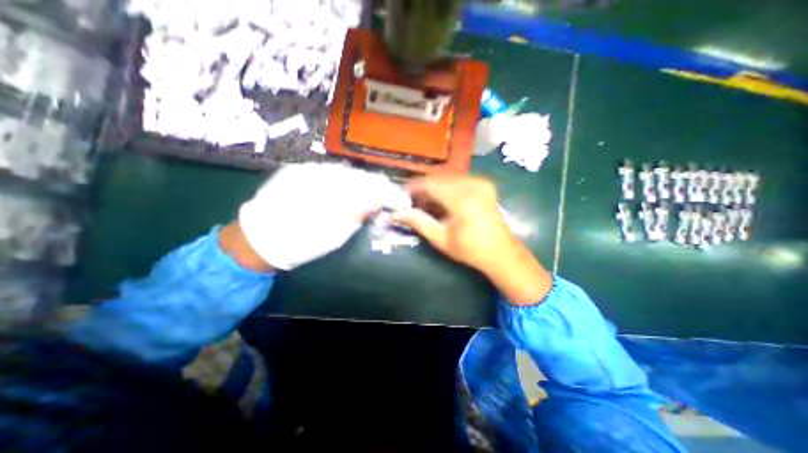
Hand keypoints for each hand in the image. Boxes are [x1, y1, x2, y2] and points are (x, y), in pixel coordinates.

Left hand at [234, 161, 409, 268]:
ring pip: (348, 171)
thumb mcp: (336, 235)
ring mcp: (311, 170)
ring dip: (363, 181)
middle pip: (363, 177)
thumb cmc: (302, 243)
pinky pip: (331, 169)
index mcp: (337, 198)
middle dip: (379, 186)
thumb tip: (376, 204)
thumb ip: (358, 215)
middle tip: (388, 195)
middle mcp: (326, 178)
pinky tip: (346, 185)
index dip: (390, 195)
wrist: (260, 236)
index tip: (401, 200)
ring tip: (371, 190)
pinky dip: (344, 177)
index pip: (373, 190)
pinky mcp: (299, 169)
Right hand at [395, 175, 552, 305]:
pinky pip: (457, 179)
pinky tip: (440, 198)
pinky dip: (445, 186)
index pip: (430, 184)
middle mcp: (473, 185)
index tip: (401, 194)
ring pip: (447, 177)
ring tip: (424, 200)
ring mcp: (480, 182)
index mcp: (462, 200)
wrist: (501, 252)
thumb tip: (398, 213)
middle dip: (422, 186)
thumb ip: (419, 222)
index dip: (413, 187)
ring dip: (433, 186)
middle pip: (438, 177)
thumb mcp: (441, 239)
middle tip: (411, 199)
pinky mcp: (484, 184)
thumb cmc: (470, 249)